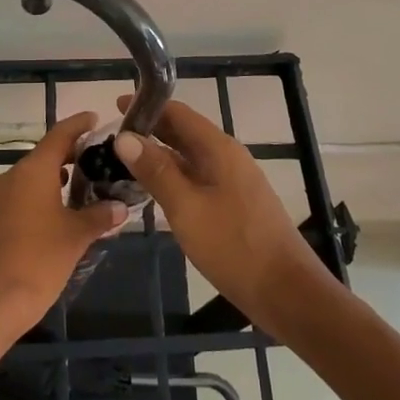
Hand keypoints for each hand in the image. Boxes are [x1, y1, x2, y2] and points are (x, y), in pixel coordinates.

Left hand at [0, 111, 127, 335]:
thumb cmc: (38, 260)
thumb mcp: (76, 237)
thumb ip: (99, 216)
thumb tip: (119, 207)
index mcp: (33, 171)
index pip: (59, 135)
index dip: (78, 125)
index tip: (95, 118)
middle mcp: (13, 177)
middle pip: (45, 156)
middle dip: (71, 155)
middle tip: (99, 158)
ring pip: (33, 178)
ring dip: (57, 178)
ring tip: (86, 186)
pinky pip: (23, 197)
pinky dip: (44, 197)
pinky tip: (62, 214)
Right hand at [113, 96, 336, 336]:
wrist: (287, 292)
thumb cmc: (234, 246)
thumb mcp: (187, 208)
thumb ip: (156, 171)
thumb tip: (124, 136)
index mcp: (218, 149)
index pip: (178, 113)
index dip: (148, 107)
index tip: (114, 109)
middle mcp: (227, 157)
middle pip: (184, 132)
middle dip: (150, 130)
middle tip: (112, 138)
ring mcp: (233, 181)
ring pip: (190, 157)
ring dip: (160, 155)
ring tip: (125, 162)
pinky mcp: (234, 204)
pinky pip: (198, 178)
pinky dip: (174, 176)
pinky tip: (156, 191)